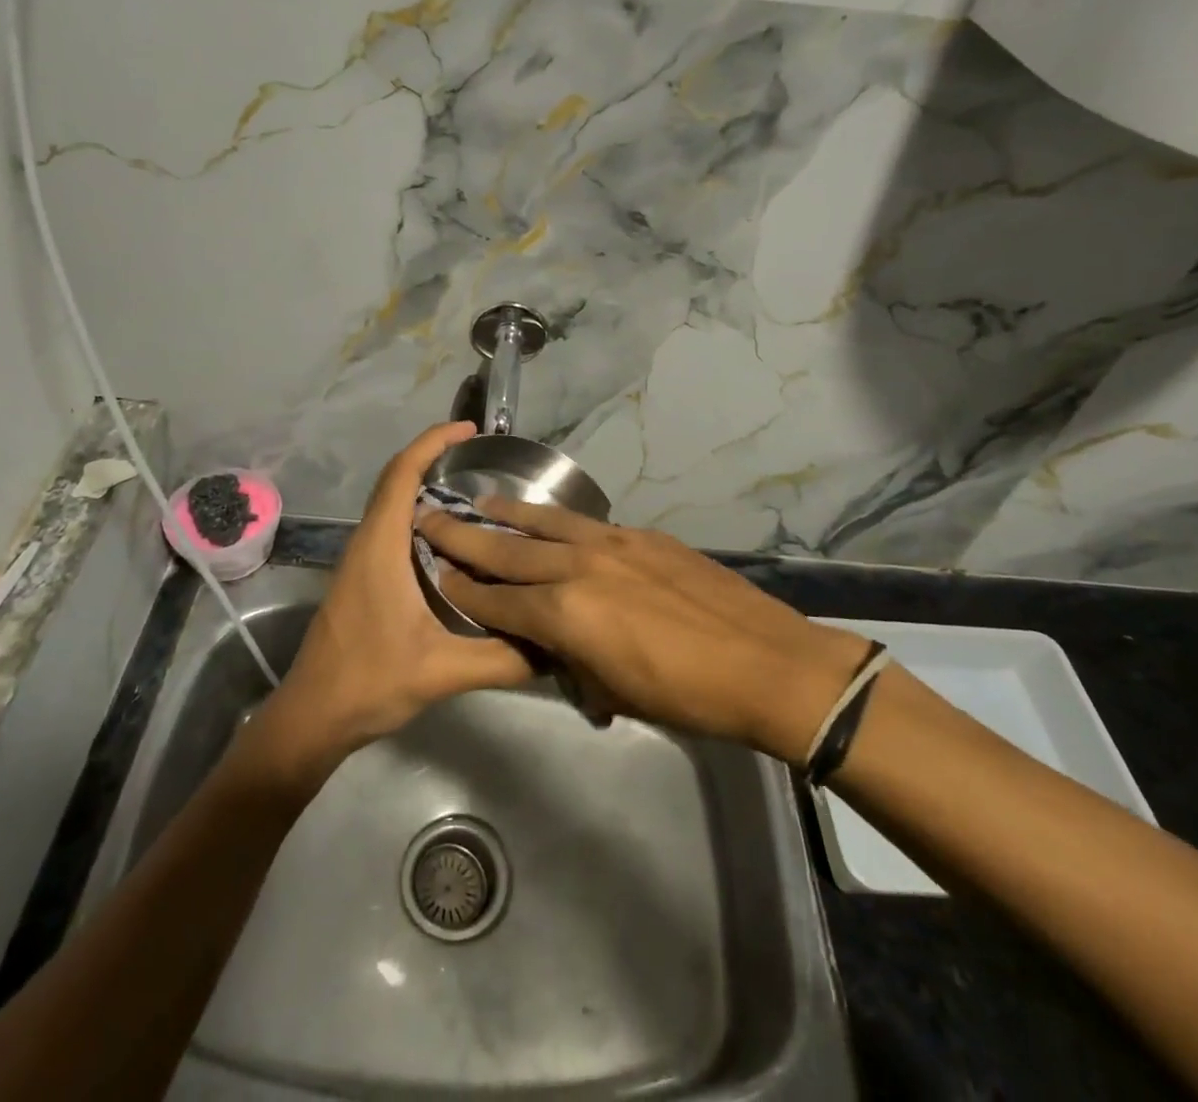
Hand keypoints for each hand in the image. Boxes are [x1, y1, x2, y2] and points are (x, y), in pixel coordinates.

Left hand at [247, 424, 533, 785]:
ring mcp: (359, 560)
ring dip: (425, 487)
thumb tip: (555, 645)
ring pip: (391, 505)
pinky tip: (452, 542)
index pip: (402, 474)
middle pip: (395, 480)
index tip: (469, 430)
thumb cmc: (370, 683)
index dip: (432, 442)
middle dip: (433, 457)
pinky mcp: (360, 578)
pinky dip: (418, 516)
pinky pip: (390, 528)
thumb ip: (503, 658)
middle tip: (481, 459)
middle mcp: (366, 543)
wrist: (312, 717)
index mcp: (380, 547)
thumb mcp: (443, 671)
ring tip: (474, 494)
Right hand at [420, 499, 866, 764]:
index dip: (463, 591)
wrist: (766, 662)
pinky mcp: (641, 535)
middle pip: (509, 551)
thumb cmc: (687, 696)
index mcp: (565, 614)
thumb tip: (563, 655)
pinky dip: (556, 521)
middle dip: (465, 539)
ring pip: (545, 523)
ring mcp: (612, 543)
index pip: (497, 601)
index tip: (435, 573)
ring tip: (480, 502)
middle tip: (430, 520)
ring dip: (508, 515)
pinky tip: (549, 519)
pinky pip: (585, 523)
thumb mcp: (617, 693)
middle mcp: (578, 567)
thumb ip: (577, 665)